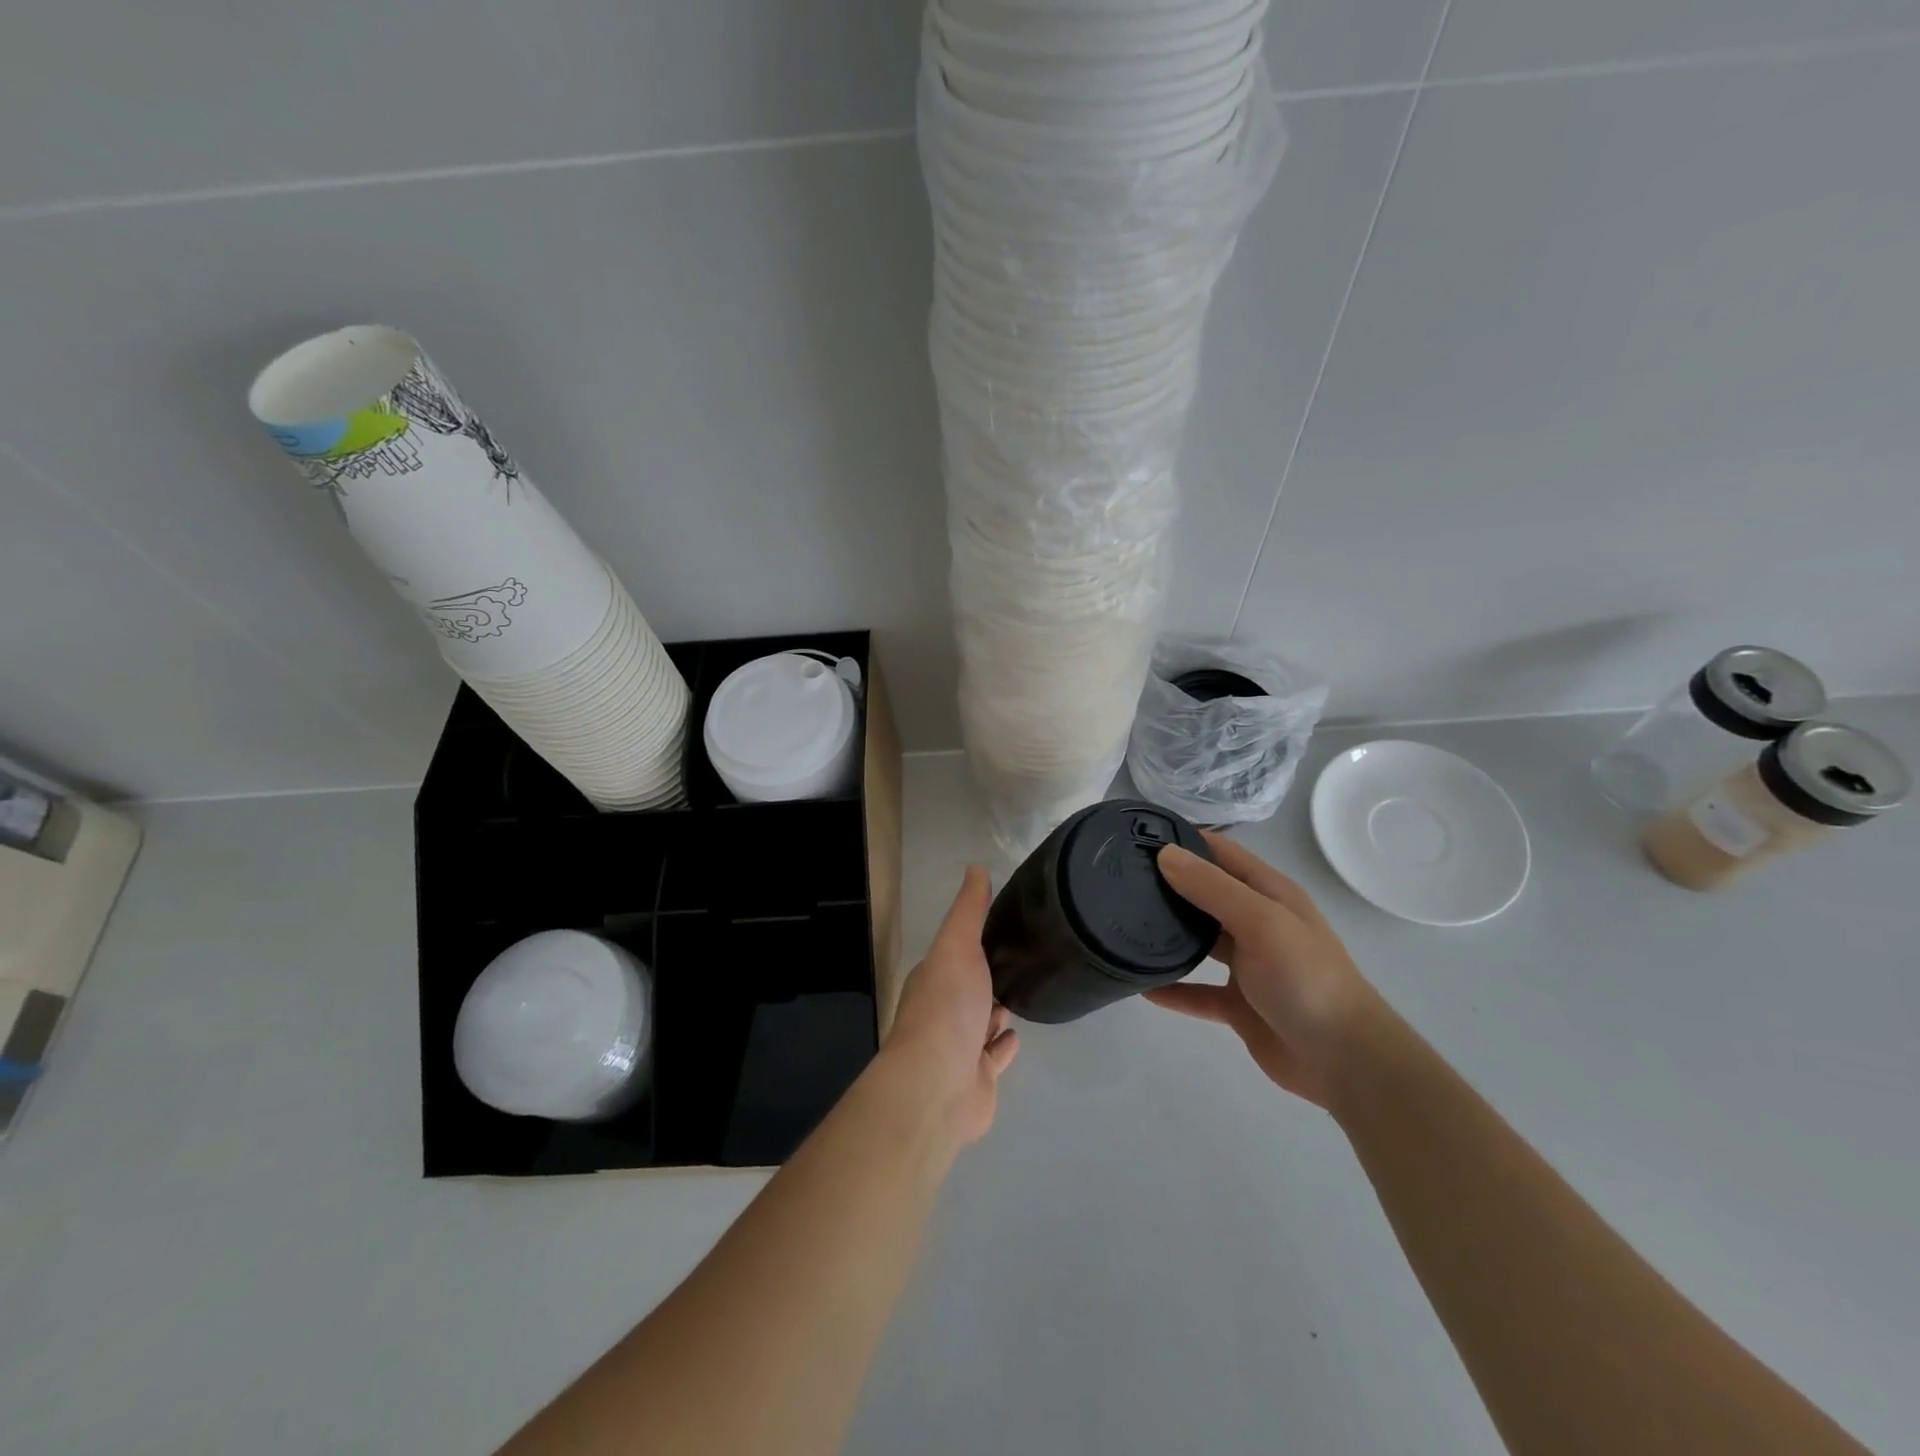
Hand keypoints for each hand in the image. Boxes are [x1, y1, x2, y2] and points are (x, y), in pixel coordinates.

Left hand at [884, 866, 1019, 1145]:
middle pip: (969, 989)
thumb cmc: (946, 1008)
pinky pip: (994, 1057)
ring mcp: (960, 1048)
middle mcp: (944, 1012)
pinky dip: (1004, 1046)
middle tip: (1022, 959)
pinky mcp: (978, 1079)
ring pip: (982, 1023)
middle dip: (989, 977)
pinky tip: (1017, 1034)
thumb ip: (969, 911)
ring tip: (1023, 992)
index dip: (975, 941)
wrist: (938, 1086)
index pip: (956, 953)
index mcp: (934, 978)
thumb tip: (975, 867)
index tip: (1004, 925)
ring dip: (997, 1010)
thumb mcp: (957, 946)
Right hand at [1145, 833, 1386, 1107]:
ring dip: (1170, 933)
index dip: (1186, 840)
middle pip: (1207, 894)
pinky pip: (1198, 992)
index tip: (1140, 836)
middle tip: (1121, 877)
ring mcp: (1250, 966)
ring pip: (1201, 942)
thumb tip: (1165, 854)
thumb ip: (1212, 888)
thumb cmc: (1305, 978)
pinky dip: (1173, 989)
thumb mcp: (1260, 922)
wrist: (1345, 1060)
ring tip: (1125, 923)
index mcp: (1270, 894)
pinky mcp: (1240, 1005)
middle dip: (1170, 884)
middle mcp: (1259, 923)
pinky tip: (1142, 987)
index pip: (1222, 853)